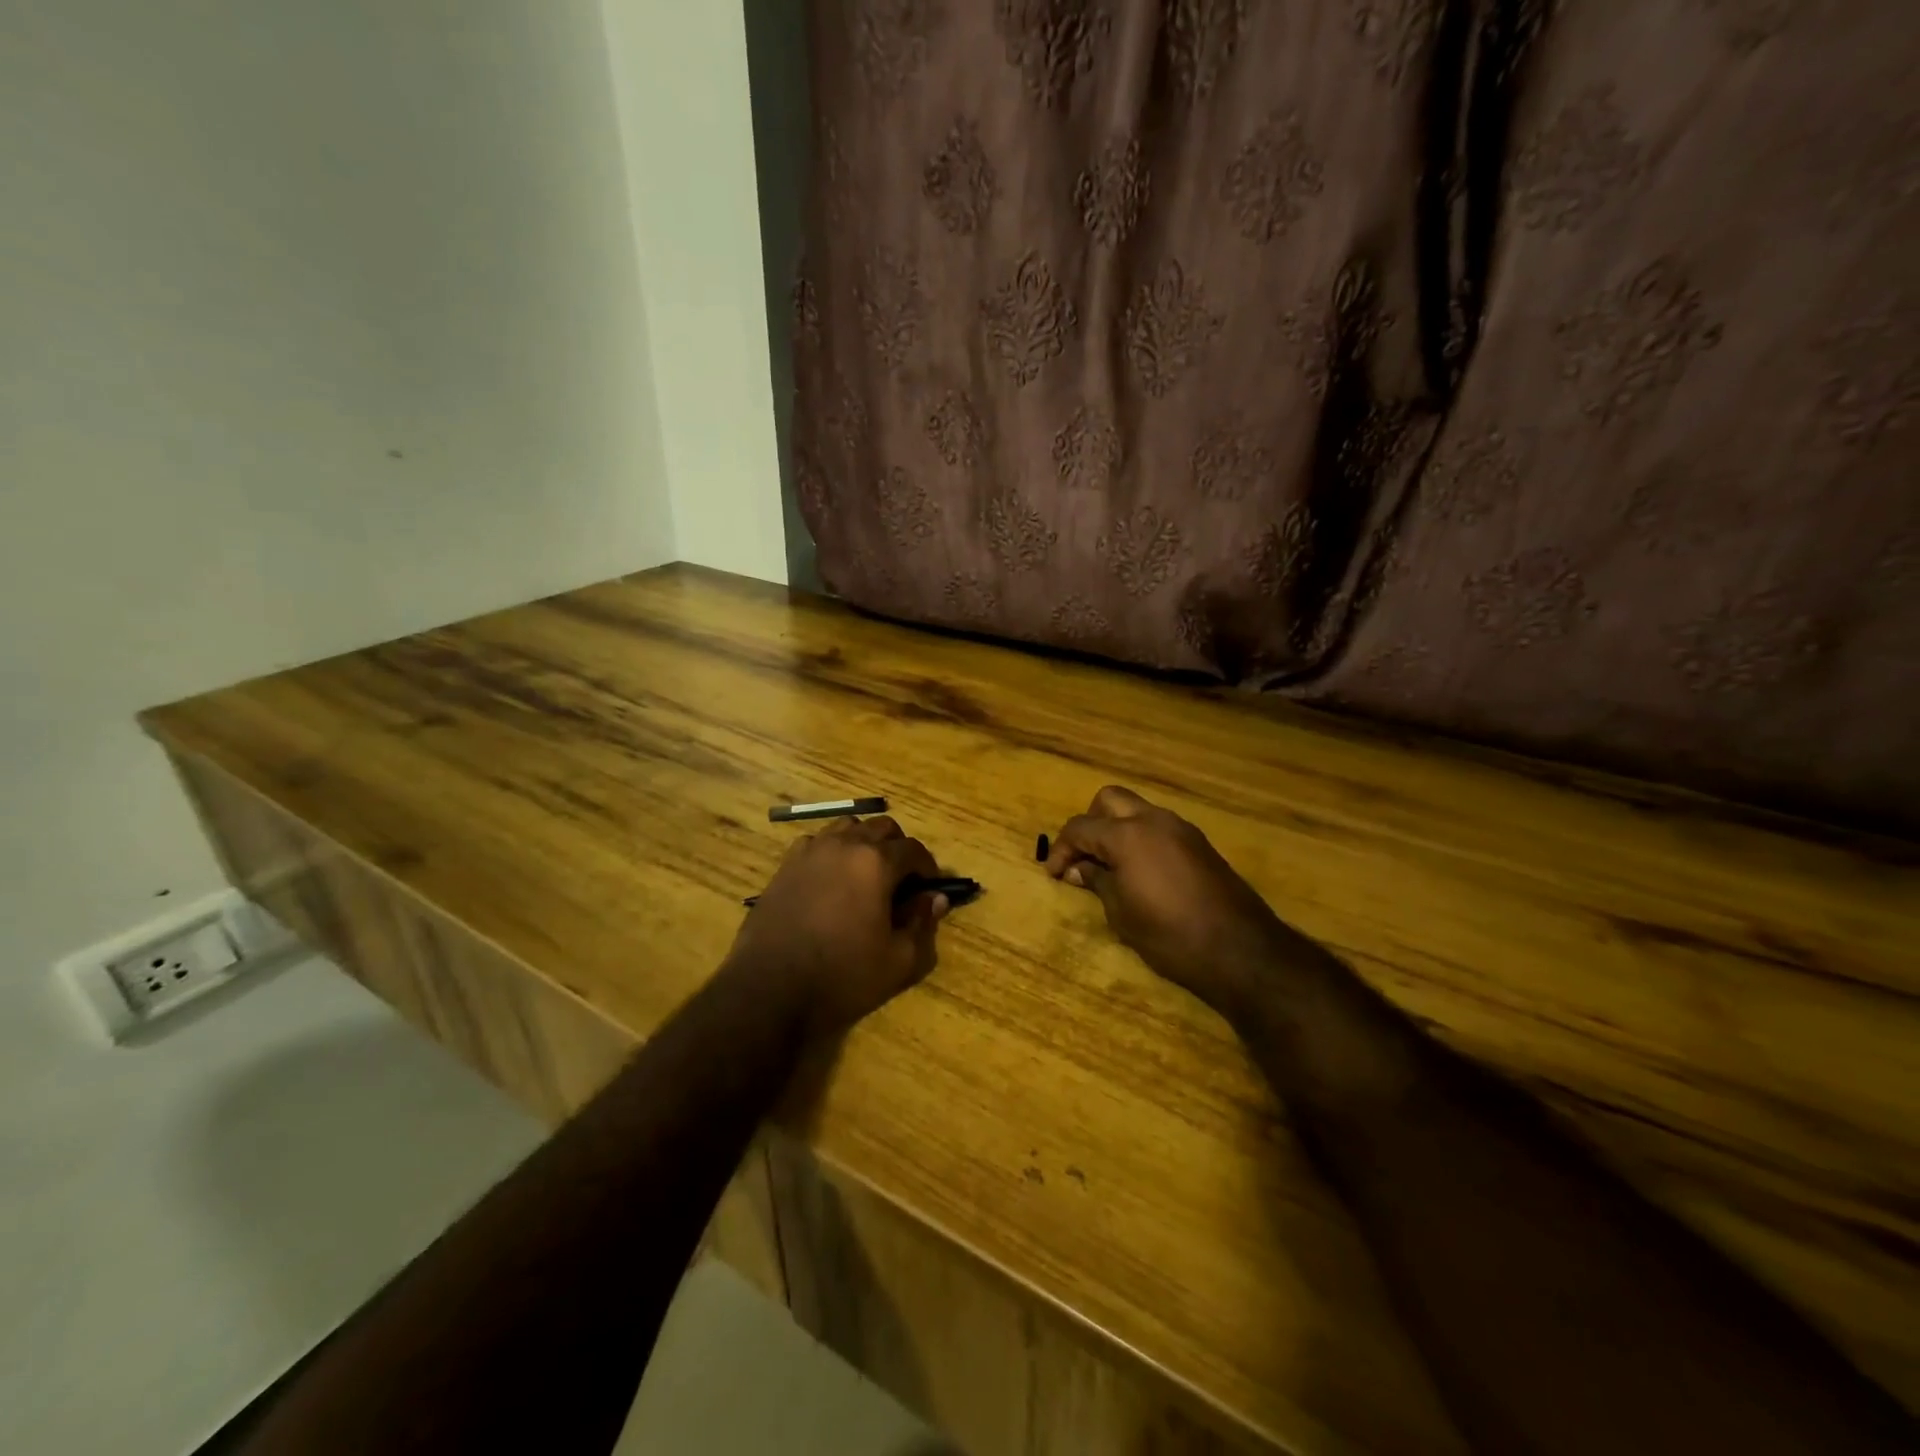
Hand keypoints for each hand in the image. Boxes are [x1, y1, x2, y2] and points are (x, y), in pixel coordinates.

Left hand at [726, 816, 949, 1040]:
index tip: (929, 890)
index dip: (927, 868)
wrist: (769, 990)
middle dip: (898, 848)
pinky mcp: (785, 866)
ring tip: (865, 876)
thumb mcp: (898, 961)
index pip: (913, 849)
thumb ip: (923, 924)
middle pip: (881, 827)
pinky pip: (816, 843)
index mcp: (876, 862)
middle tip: (901, 882)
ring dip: (863, 843)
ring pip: (847, 827)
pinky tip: (830, 882)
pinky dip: (831, 852)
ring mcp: (810, 852)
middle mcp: (844, 845)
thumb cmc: (842, 977)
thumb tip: (935, 899)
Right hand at [1045, 786, 1289, 1017]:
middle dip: (1089, 824)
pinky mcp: (1200, 844)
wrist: (1240, 950)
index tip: (1053, 873)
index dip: (1061, 849)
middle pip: (1109, 800)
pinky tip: (1140, 872)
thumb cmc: (1169, 934)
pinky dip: (1141, 839)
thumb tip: (1079, 868)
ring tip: (1110, 867)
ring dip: (1117, 829)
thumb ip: (1097, 881)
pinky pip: (1159, 828)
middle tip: (1083, 858)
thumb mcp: (1121, 913)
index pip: (1081, 827)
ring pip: (1137, 810)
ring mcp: (1181, 829)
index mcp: (1127, 835)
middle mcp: (1154, 820)